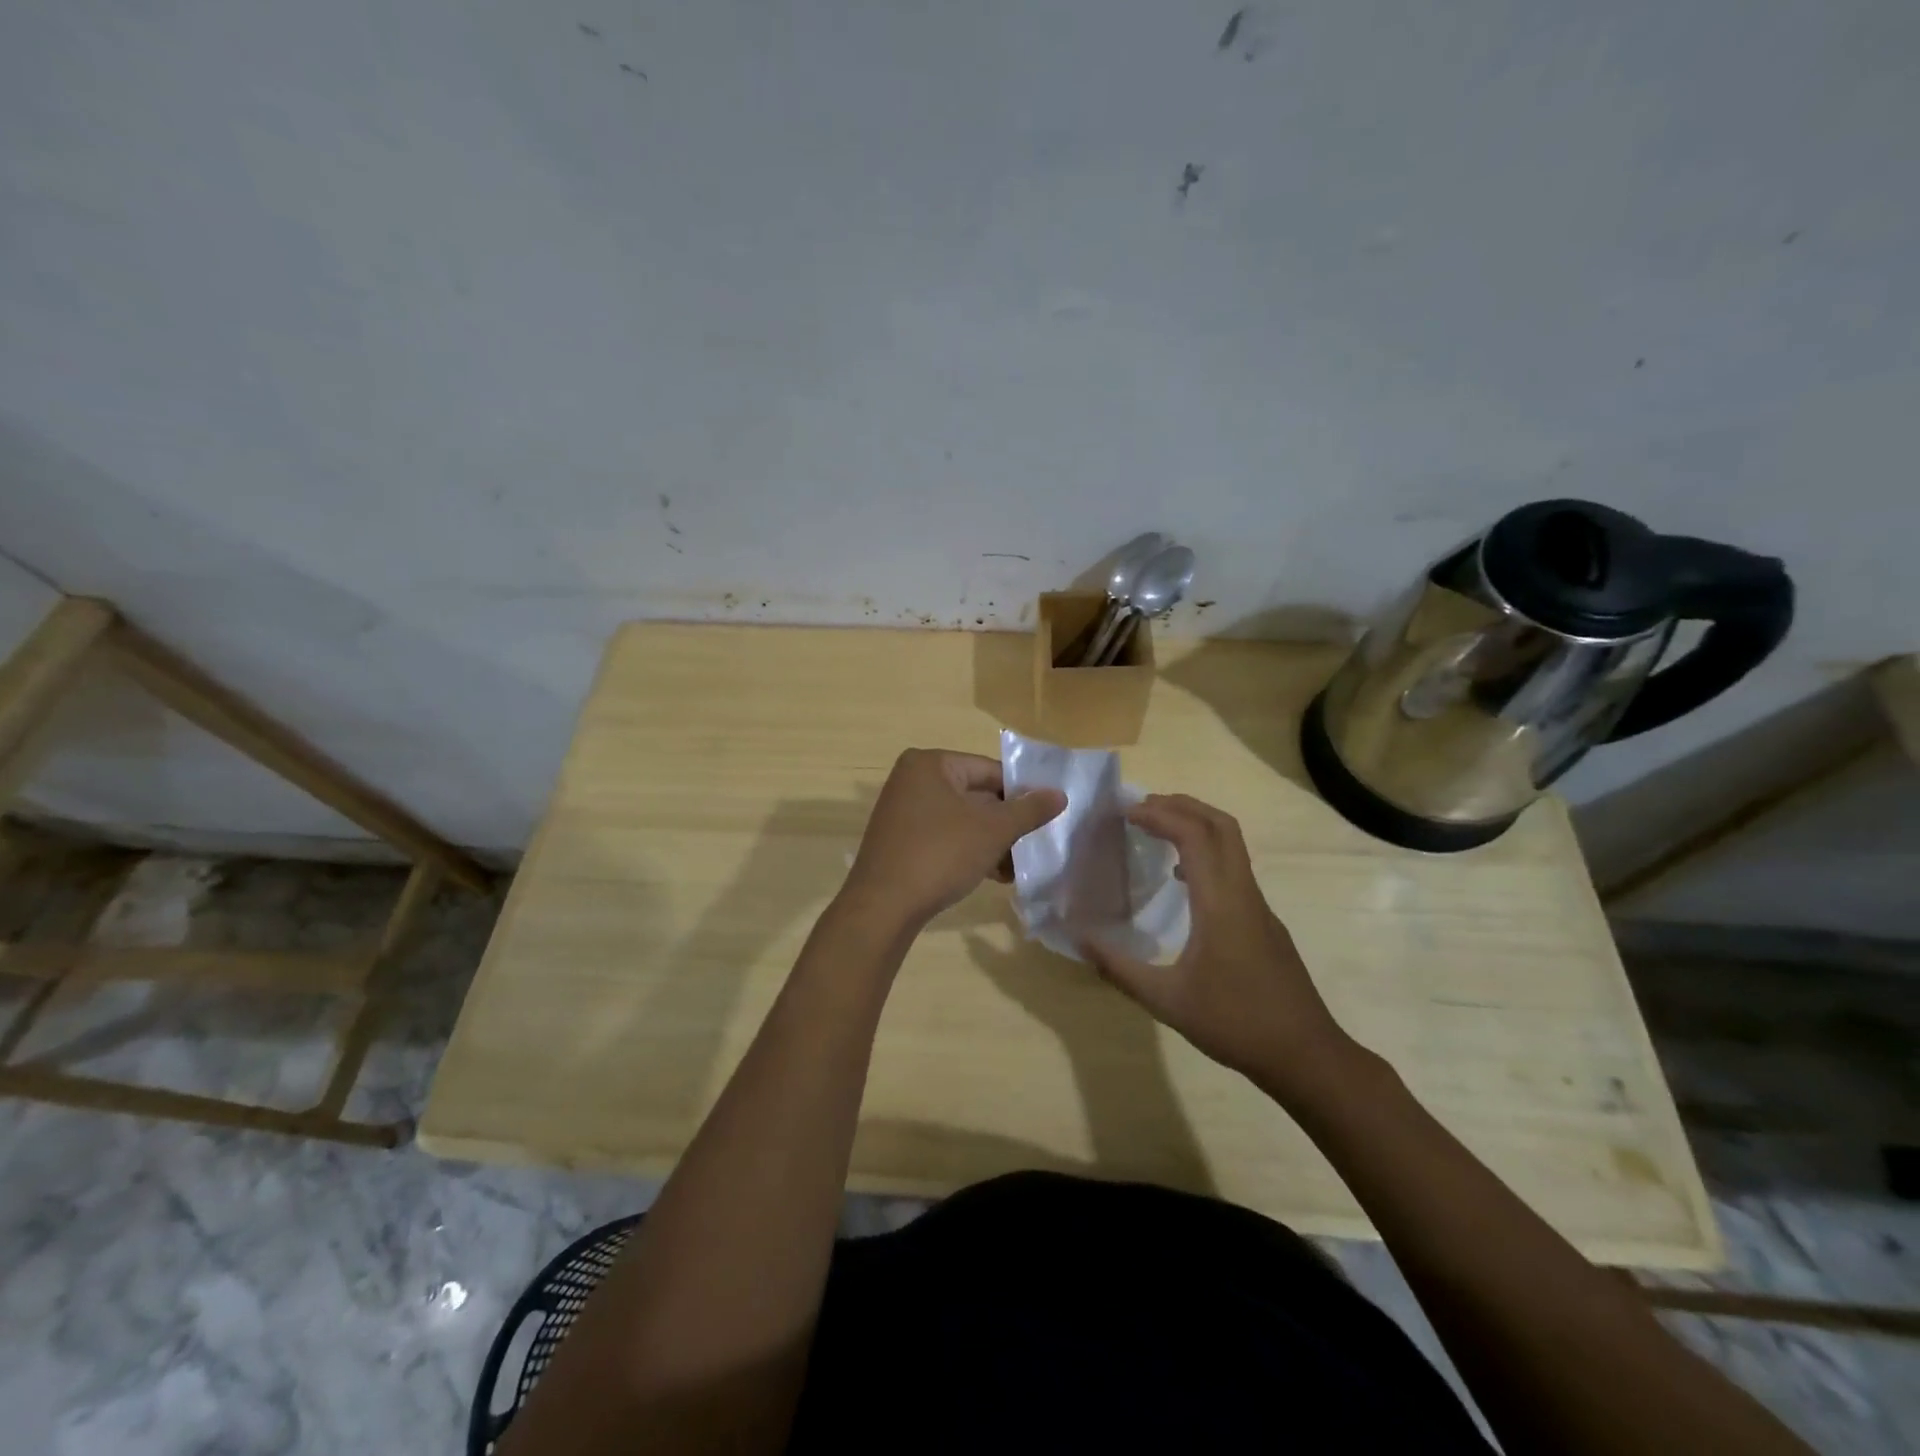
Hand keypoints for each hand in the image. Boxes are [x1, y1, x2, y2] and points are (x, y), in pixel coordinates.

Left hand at [843, 749, 1065, 928]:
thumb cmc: (940, 854)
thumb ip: (1029, 810)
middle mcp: (912, 780)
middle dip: (1005, 823)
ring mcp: (903, 811)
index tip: (1045, 817)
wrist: (883, 907)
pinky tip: (993, 876)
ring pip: (961, 820)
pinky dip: (968, 851)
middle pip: (975, 795)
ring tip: (1015, 868)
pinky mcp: (900, 840)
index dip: (1021, 793)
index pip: (989, 770)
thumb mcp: (993, 830)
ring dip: (991, 842)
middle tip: (1032, 845)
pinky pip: (944, 837)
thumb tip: (1059, 794)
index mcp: (930, 764)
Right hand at [1082, 794, 1357, 1103]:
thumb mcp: (1167, 1000)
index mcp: (1221, 903)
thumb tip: (1078, 939)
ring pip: (1232, 844)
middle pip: (1220, 825)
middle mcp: (1244, 893)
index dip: (1160, 815)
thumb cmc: (1235, 1024)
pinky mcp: (1264, 921)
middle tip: (1141, 807)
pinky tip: (1182, 878)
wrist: (1306, 1056)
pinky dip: (1206, 852)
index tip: (1126, 812)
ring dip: (1196, 825)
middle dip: (1181, 806)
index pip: (1195, 835)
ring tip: (1156, 830)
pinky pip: (1234, 868)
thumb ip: (1119, 968)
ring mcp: (1259, 906)